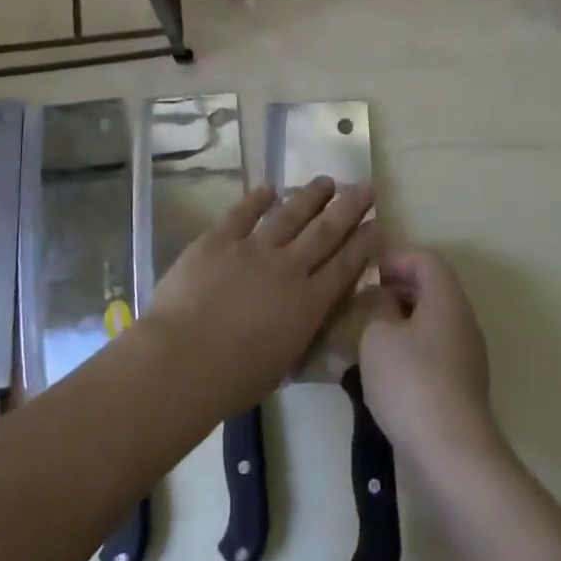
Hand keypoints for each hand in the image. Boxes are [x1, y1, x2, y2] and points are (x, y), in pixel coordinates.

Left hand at [142, 177, 377, 417]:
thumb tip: (308, 318)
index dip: (364, 242)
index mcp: (308, 304)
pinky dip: (256, 198)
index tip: (378, 222)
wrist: (182, 360)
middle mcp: (288, 268)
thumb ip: (300, 334)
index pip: (345, 265)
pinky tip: (268, 187)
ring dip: (310, 196)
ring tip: (326, 181)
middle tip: (366, 186)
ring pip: (290, 215)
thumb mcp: (283, 365)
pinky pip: (242, 213)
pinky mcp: (218, 239)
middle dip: (349, 207)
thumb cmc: (233, 380)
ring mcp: (252, 249)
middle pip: (325, 231)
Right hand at [358, 249, 499, 471]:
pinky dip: (406, 349)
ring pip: (429, 322)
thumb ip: (377, 306)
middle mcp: (462, 321)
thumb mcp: (378, 335)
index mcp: (447, 299)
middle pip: (430, 289)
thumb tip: (380, 296)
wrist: (451, 455)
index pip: (426, 259)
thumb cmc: (410, 382)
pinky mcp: (459, 386)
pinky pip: (431, 351)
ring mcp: (465, 356)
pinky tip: (379, 370)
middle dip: (394, 289)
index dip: (395, 258)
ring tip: (363, 336)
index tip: (366, 273)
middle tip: (361, 302)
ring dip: (397, 322)